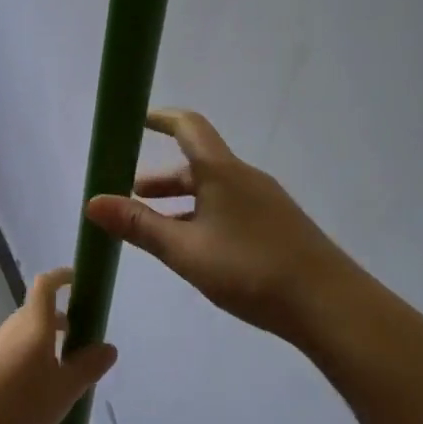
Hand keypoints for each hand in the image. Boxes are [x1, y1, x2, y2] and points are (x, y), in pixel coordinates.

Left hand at [0, 269, 116, 423]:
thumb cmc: (15, 405)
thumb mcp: (62, 391)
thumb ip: (87, 368)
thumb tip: (108, 346)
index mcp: (34, 324)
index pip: (47, 285)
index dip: (63, 277)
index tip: (79, 282)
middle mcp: (12, 327)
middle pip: (39, 312)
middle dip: (63, 322)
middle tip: (84, 346)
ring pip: (26, 335)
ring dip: (47, 345)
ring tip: (64, 378)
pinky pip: (13, 354)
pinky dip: (30, 362)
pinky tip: (35, 396)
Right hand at [84, 109, 363, 346]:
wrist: (330, 305)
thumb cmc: (251, 270)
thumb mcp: (185, 251)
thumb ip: (139, 226)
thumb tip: (92, 201)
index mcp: (222, 172)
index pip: (189, 127)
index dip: (161, 118)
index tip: (137, 120)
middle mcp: (245, 178)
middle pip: (197, 164)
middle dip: (161, 179)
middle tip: (131, 197)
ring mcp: (266, 202)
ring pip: (213, 190)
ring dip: (181, 202)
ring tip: (156, 229)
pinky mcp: (278, 226)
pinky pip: (230, 208)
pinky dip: (203, 216)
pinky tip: (197, 250)